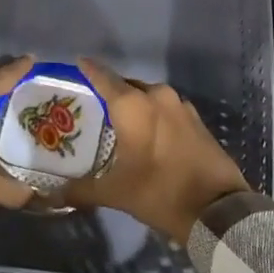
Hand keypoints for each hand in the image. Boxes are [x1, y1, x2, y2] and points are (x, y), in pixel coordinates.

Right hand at [56, 60, 249, 242]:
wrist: (217, 208)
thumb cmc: (160, 192)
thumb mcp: (117, 193)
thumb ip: (82, 190)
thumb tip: (56, 194)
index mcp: (133, 105)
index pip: (103, 77)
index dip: (88, 69)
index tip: (77, 63)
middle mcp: (156, 96)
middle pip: (126, 86)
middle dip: (110, 93)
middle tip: (93, 107)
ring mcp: (180, 106)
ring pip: (148, 97)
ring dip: (134, 105)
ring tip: (119, 123)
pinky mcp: (196, 119)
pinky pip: (166, 109)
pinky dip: (153, 116)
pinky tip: (147, 133)